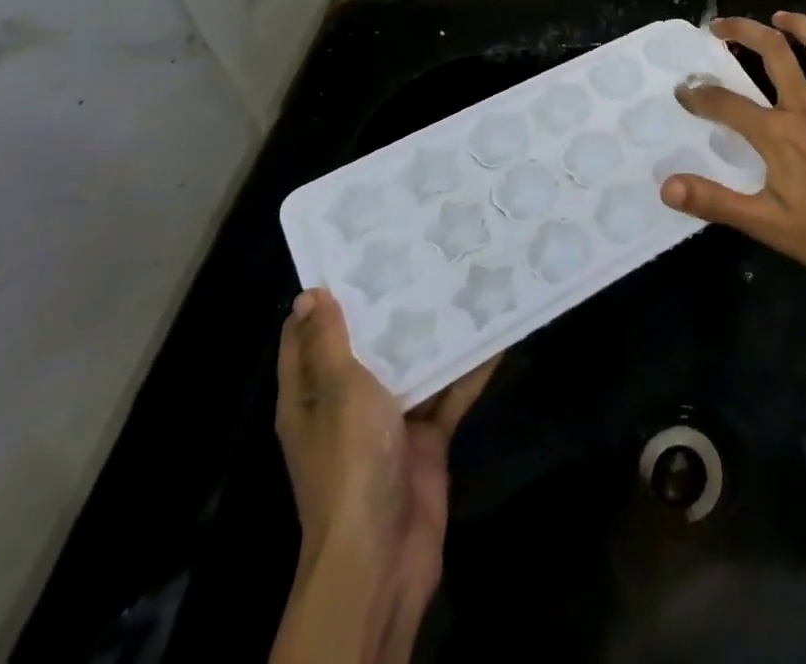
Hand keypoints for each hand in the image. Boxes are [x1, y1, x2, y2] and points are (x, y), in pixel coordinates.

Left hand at [274, 288, 496, 663]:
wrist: (383, 553)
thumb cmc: (351, 463)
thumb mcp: (338, 392)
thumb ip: (330, 344)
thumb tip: (310, 294)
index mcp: (311, 396)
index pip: (308, 337)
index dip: (326, 297)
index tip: (358, 251)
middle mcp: (347, 404)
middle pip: (368, 345)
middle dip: (393, 306)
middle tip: (425, 252)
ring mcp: (389, 422)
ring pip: (414, 366)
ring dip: (436, 333)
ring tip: (465, 280)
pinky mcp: (426, 437)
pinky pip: (450, 393)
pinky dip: (471, 369)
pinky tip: (497, 334)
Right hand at [661, 13, 805, 287]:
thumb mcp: (766, 224)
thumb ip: (715, 202)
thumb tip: (667, 187)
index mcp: (778, 135)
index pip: (726, 104)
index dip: (699, 95)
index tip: (682, 90)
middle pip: (774, 53)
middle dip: (743, 31)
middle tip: (720, 27)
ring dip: (798, 26)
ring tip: (777, 17)